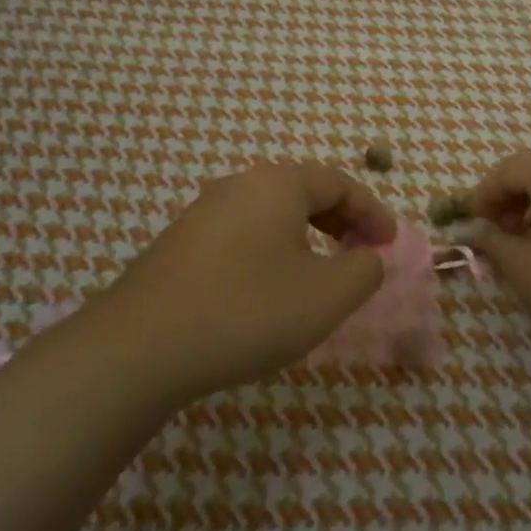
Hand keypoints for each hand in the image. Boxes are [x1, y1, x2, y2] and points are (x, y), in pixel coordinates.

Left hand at [93, 162, 396, 399]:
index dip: (373, 212)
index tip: (390, 245)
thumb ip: (363, 270)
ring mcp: (203, 213)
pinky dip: (272, 252)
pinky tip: (269, 292)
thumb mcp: (326, 295)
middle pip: (303, 192)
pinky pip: (243, 235)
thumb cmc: (247, 311)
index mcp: (277, 184)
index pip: (339, 183)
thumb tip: (366, 258)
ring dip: (306, 238)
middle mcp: (238, 186)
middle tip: (360, 255)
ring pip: (271, 215)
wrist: (140, 347)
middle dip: (340, 222)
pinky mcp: (180, 244)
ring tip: (320, 276)